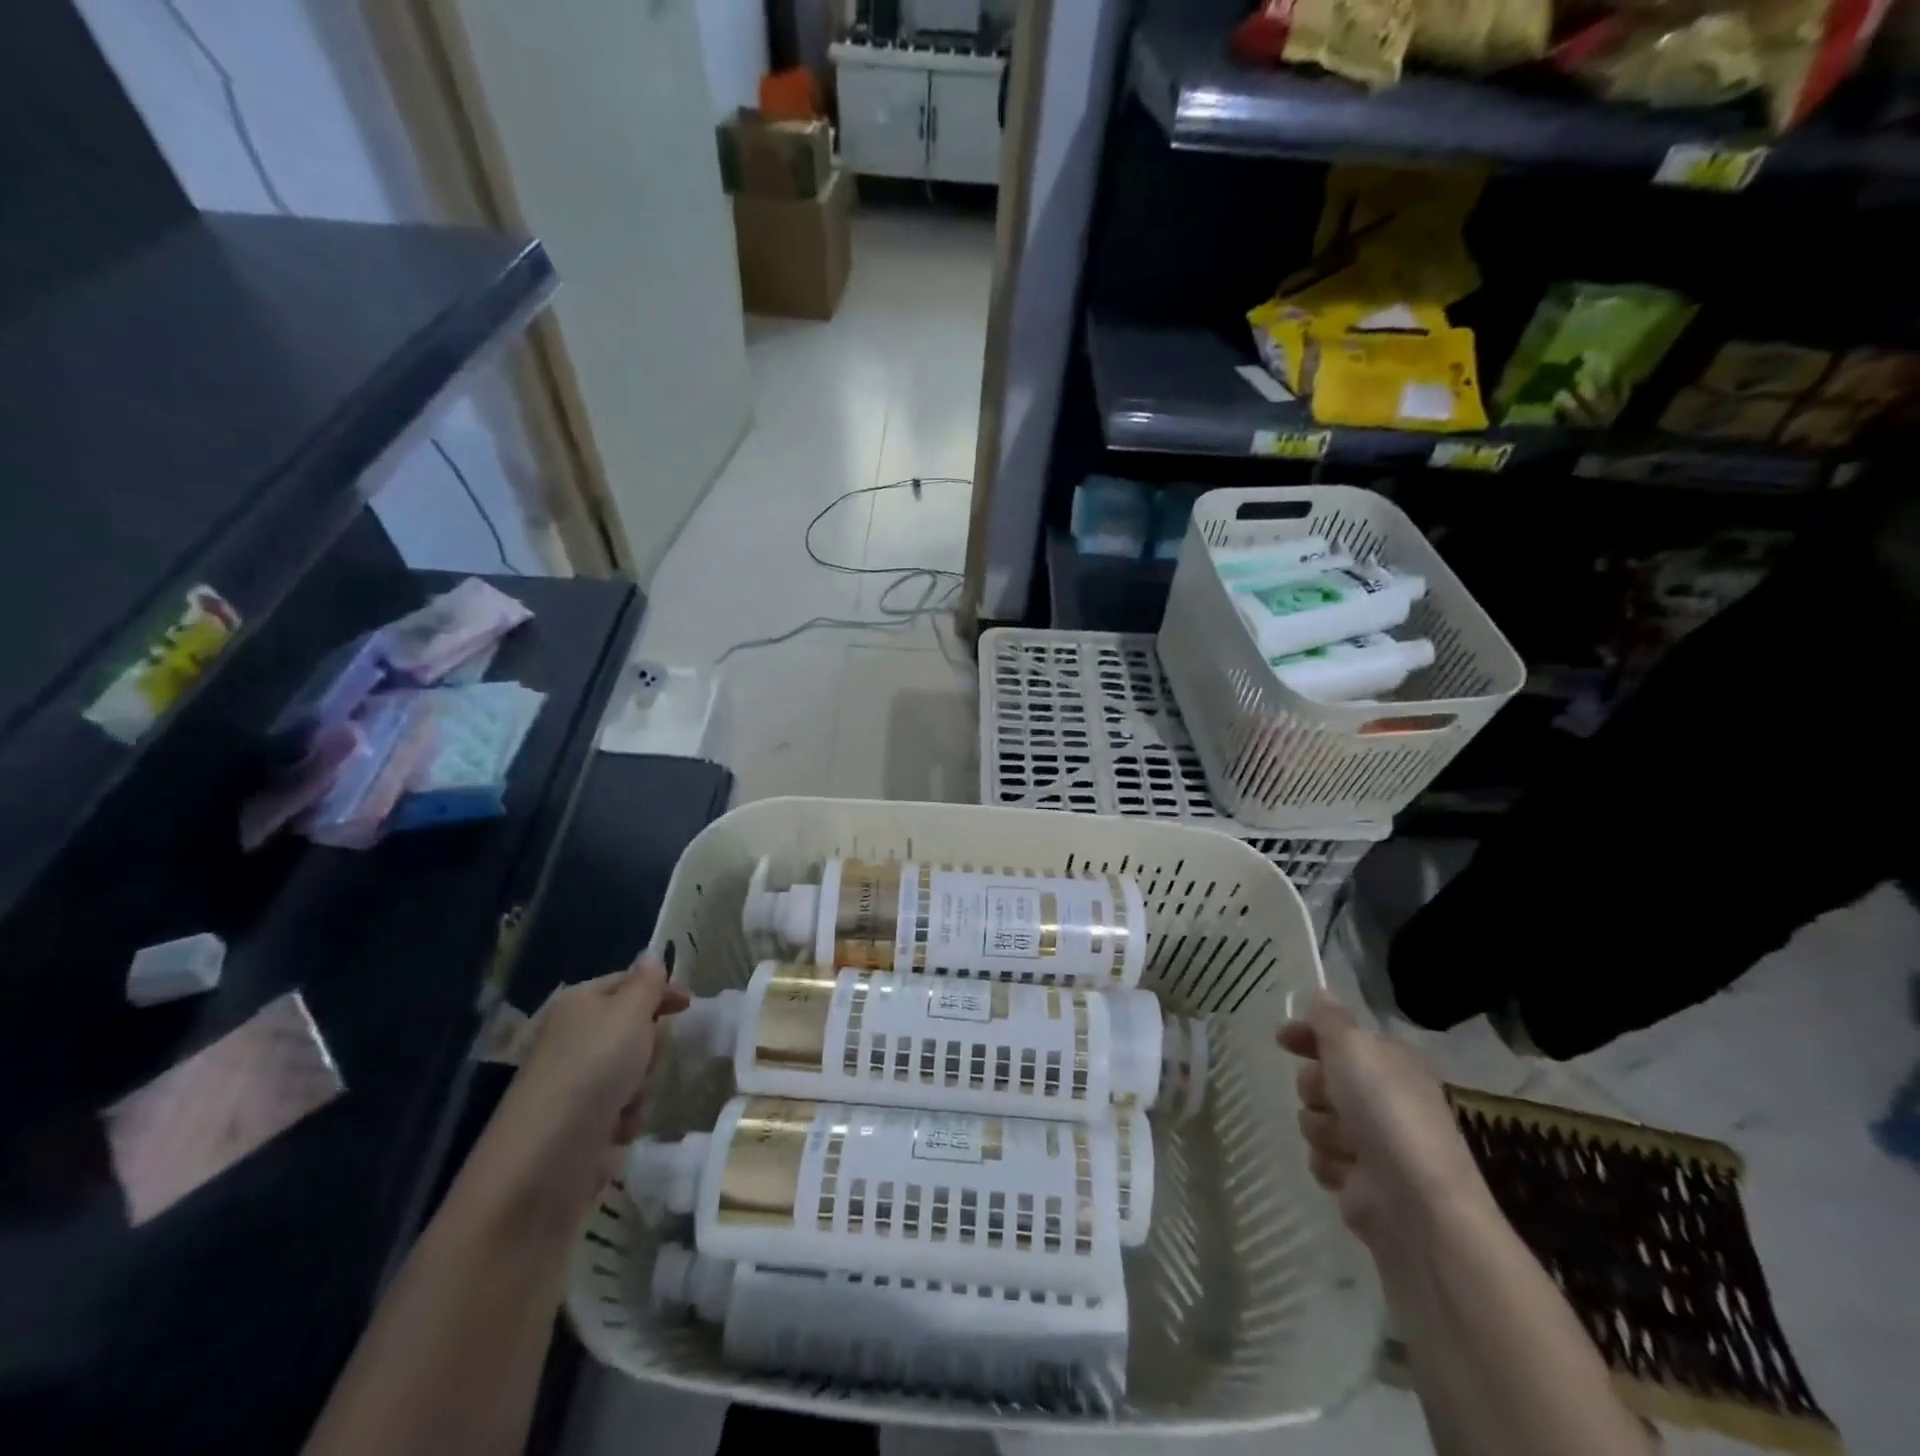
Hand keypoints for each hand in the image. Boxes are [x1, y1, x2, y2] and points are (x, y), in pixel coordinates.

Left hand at [460, 957, 688, 1231]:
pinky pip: (622, 1111)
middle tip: (646, 1058)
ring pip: (634, 1073)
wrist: (542, 1165)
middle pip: (635, 1030)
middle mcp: (573, 1040)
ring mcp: (574, 1086)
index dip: (659, 990)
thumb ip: (647, 984)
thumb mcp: (628, 1014)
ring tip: (628, 1103)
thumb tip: (650, 956)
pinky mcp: (579, 1127)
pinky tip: (617, 1133)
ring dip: (641, 1087)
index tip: (689, 1005)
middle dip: (651, 1046)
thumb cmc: (591, 1073)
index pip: (627, 983)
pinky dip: (626, 1120)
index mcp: (579, 1005)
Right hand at [1278, 993, 1489, 1253]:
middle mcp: (1385, 1100)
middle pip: (1322, 1079)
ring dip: (1321, 1128)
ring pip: (1316, 1120)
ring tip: (1343, 1145)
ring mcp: (1374, 1144)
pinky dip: (1328, 1163)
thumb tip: (1321, 993)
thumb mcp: (1353, 1048)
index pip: (1342, 1038)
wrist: (1415, 1204)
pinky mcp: (1361, 1183)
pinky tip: (1344, 1172)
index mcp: (1391, 1064)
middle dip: (1314, 1087)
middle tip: (1326, 1097)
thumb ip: (1330, 1019)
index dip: (1309, 1035)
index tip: (1282, 1039)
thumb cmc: (1386, 1113)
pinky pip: (1321, 1159)